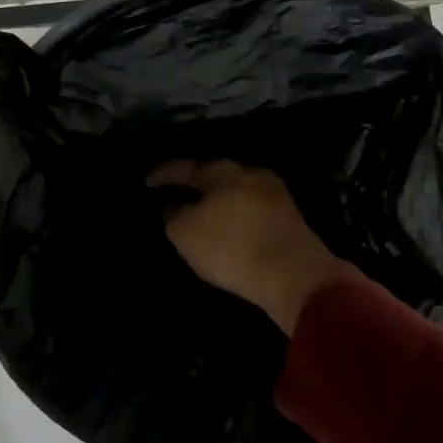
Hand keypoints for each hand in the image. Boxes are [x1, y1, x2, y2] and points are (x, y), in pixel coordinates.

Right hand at [148, 160, 354, 335]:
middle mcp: (252, 174)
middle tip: (176, 198)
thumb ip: (173, 215)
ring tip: (201, 217)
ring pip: (237, 194)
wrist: (294, 276)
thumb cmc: (232, 246)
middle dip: (196, 187)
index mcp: (224, 171)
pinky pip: (253, 212)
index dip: (165, 174)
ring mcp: (276, 196)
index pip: (186, 167)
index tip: (148, 182)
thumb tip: (173, 206)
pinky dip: (237, 218)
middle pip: (216, 177)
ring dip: (218, 204)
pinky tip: (229, 232)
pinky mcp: (291, 220)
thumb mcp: (185, 233)